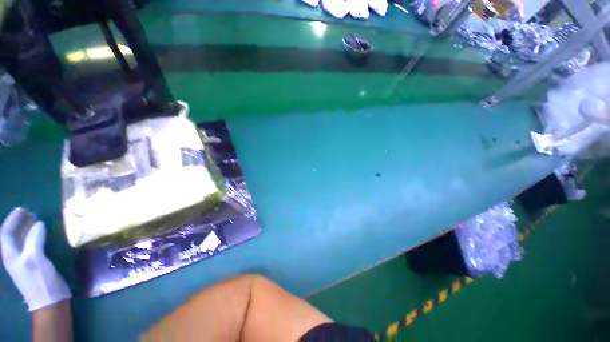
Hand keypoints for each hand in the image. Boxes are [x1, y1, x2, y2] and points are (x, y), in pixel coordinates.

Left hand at [1, 207, 70, 310]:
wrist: (50, 301)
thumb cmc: (40, 280)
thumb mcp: (35, 259)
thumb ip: (34, 239)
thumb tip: (38, 223)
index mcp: (11, 255)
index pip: (6, 233)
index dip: (12, 220)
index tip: (23, 209)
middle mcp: (14, 256)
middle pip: (13, 236)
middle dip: (20, 223)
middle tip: (31, 213)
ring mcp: (24, 262)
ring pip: (22, 241)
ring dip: (28, 230)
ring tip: (37, 221)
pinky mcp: (34, 264)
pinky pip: (31, 246)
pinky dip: (35, 238)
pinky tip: (43, 236)